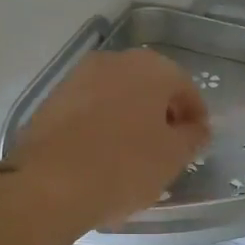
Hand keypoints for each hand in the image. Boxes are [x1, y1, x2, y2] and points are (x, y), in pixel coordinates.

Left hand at [9, 49, 210, 228]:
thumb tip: (196, 128)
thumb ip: (193, 137)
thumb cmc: (124, 165)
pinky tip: (101, 156)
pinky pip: (90, 109)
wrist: (48, 183)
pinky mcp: (53, 98)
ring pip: (117, 96)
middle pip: (149, 87)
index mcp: (152, 67)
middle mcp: (115, 61)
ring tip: (132, 156)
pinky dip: (101, 126)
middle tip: (166, 150)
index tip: (195, 143)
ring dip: (129, 119)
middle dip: (160, 114)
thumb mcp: (173, 157)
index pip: (185, 88)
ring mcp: (79, 76)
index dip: (194, 117)